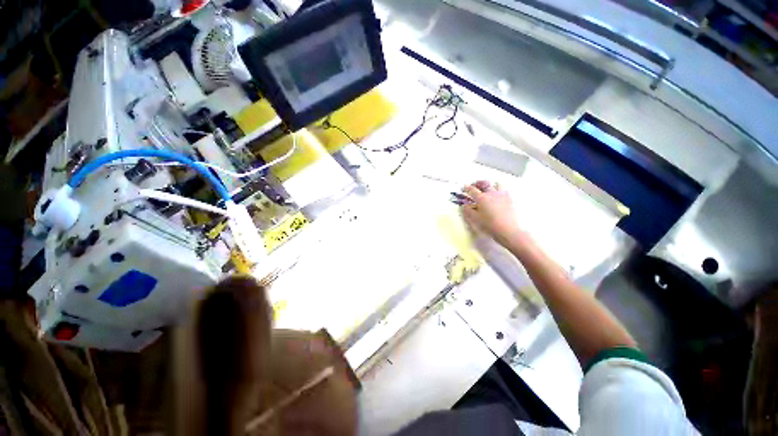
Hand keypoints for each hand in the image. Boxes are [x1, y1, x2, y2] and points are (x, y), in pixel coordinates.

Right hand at [461, 181, 525, 247]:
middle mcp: (491, 193)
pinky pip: (504, 189)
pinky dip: (499, 189)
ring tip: (487, 188)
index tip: (464, 187)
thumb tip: (464, 205)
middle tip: (474, 185)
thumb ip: (468, 211)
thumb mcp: (475, 219)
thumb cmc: (489, 225)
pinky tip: (497, 195)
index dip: (466, 187)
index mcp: (481, 198)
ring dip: (490, 184)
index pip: (472, 189)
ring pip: (496, 184)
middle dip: (478, 183)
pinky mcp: (509, 198)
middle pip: (484, 183)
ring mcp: (501, 195)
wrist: (508, 230)